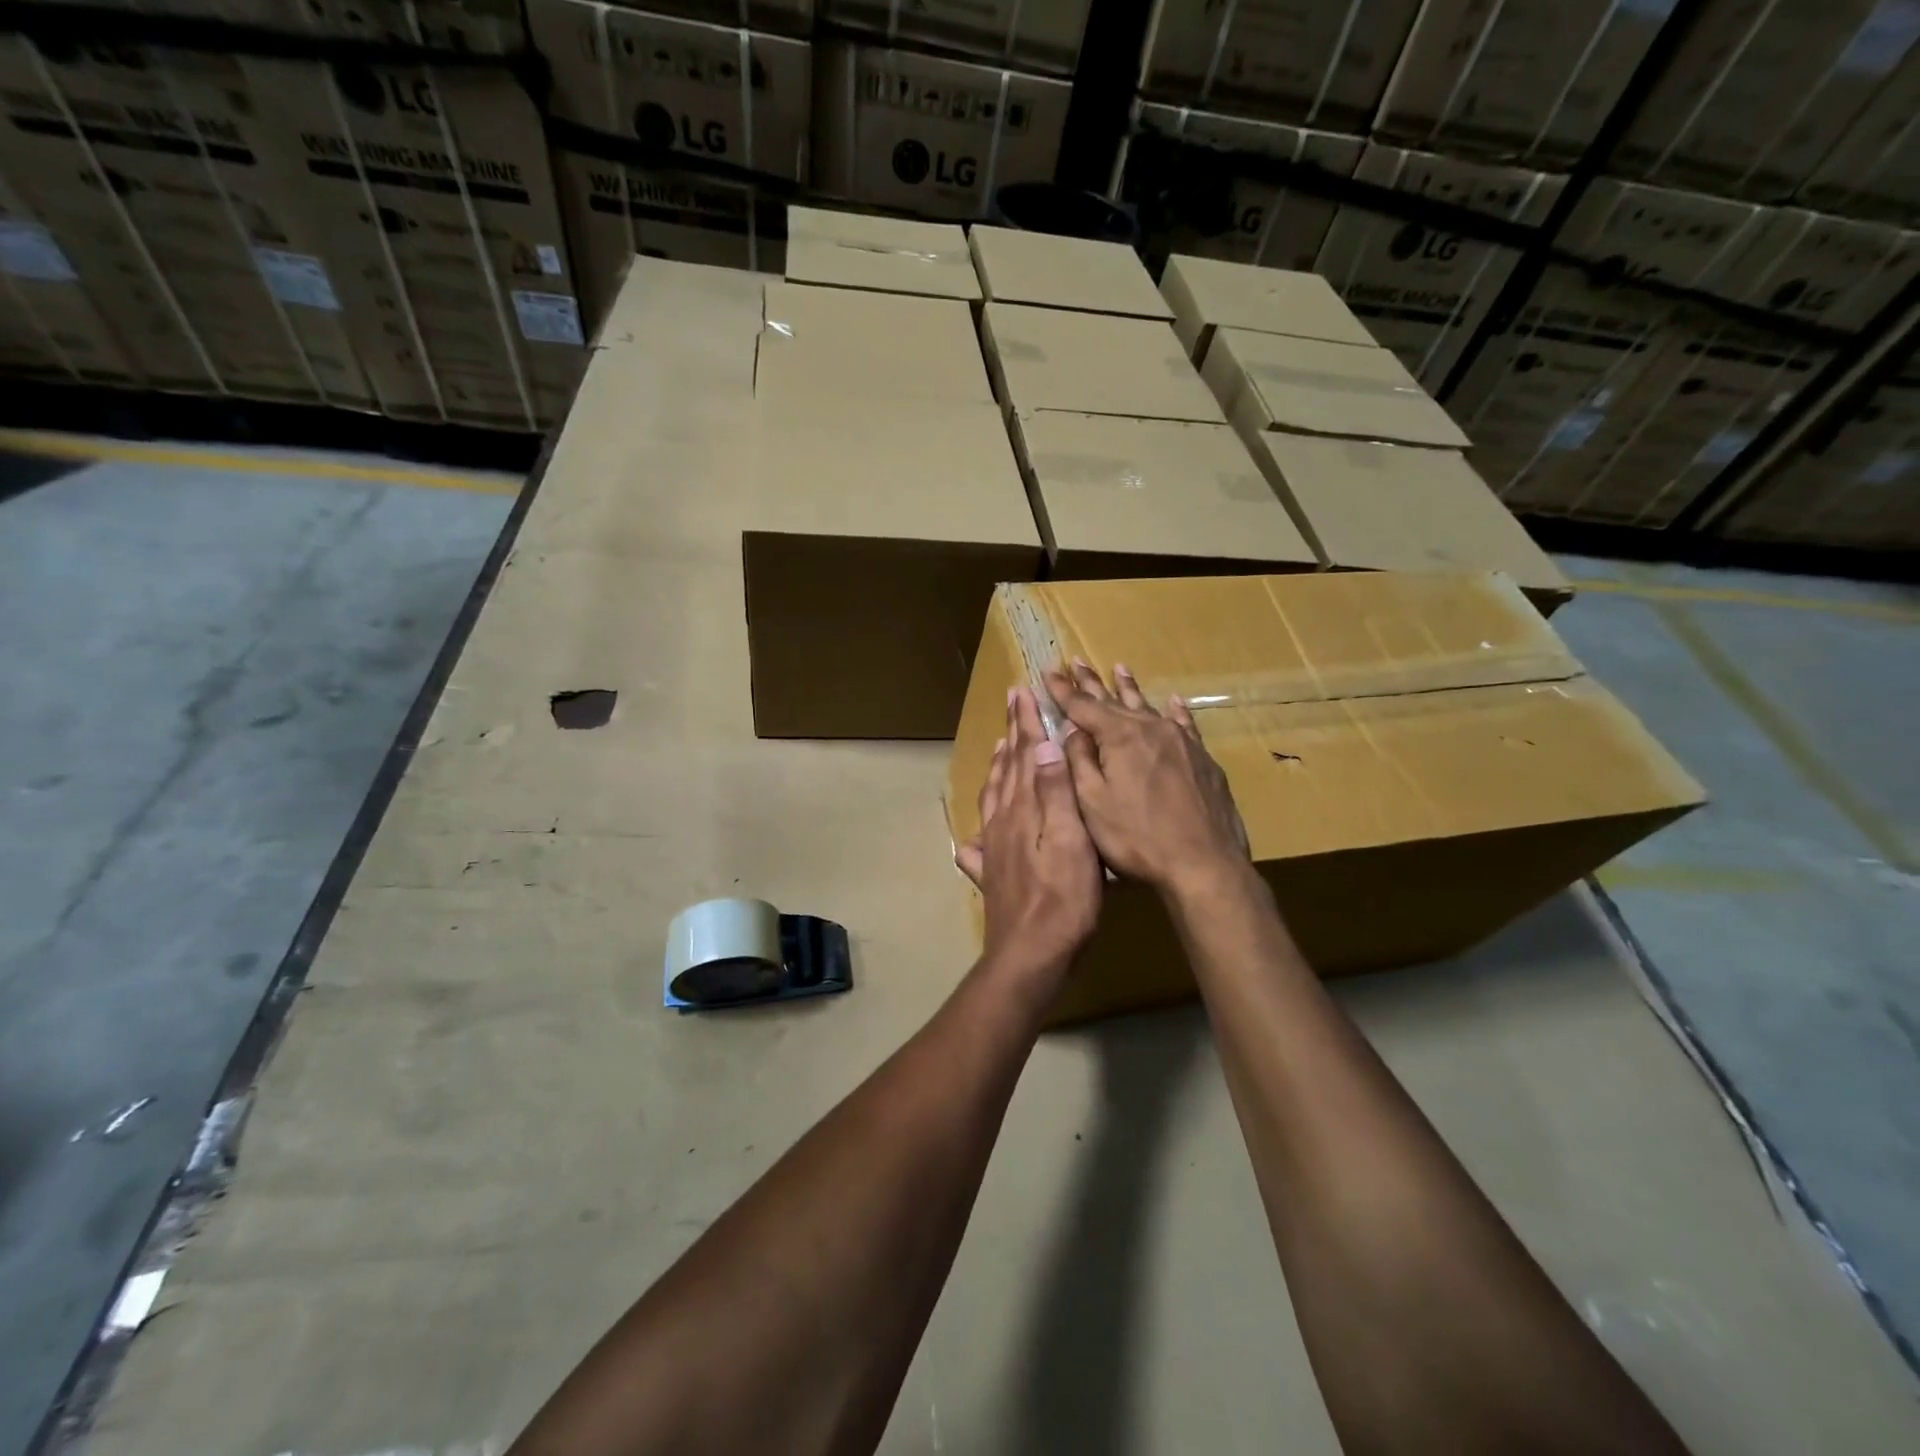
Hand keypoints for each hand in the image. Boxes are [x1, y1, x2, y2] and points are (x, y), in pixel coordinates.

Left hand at [956, 687, 1102, 988]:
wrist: (1031, 953)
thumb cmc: (1063, 897)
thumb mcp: (1072, 840)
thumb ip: (1057, 793)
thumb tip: (1045, 744)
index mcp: (1024, 809)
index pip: (1026, 755)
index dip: (1025, 723)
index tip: (1022, 692)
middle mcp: (1003, 822)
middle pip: (1007, 770)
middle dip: (1011, 735)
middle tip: (1011, 706)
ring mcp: (994, 849)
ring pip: (993, 798)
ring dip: (998, 768)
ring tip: (1000, 748)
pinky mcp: (992, 875)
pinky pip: (981, 841)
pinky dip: (980, 826)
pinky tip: (974, 835)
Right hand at [1044, 660, 1249, 897]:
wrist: (1204, 864)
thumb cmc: (1137, 838)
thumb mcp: (1092, 803)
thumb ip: (1079, 761)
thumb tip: (1073, 730)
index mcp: (1119, 737)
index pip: (1082, 706)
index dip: (1062, 690)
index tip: (1048, 671)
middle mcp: (1150, 729)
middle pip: (1114, 700)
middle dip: (1091, 682)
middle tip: (1076, 661)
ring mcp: (1181, 742)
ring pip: (1148, 707)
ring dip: (1129, 688)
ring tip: (1120, 668)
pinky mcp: (1202, 759)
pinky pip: (1184, 725)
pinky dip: (1174, 711)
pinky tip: (1172, 701)